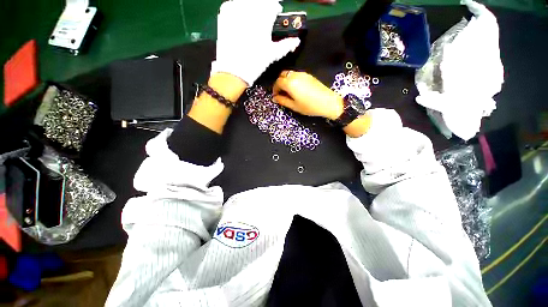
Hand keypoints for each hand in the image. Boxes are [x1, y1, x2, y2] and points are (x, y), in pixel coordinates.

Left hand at [212, 0, 300, 85]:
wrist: (233, 71)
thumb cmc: (255, 64)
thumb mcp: (272, 55)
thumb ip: (286, 45)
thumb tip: (296, 41)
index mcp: (263, 18)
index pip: (273, 5)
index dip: (275, 10)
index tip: (275, 16)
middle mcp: (249, 9)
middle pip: (260, 2)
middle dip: (264, 9)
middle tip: (263, 21)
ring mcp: (235, 9)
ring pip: (247, 1)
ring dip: (252, 8)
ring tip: (252, 22)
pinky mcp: (224, 12)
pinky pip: (234, 4)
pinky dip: (239, 9)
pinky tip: (241, 21)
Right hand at [273, 70, 371, 136]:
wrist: (328, 102)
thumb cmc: (309, 106)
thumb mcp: (294, 106)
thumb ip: (283, 101)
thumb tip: (275, 98)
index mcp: (290, 83)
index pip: (278, 82)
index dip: (275, 89)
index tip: (275, 96)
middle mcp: (295, 75)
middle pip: (282, 75)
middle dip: (279, 83)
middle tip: (281, 93)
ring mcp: (303, 74)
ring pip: (289, 74)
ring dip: (286, 81)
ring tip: (288, 92)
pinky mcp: (309, 75)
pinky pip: (296, 75)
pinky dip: (292, 80)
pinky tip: (296, 89)